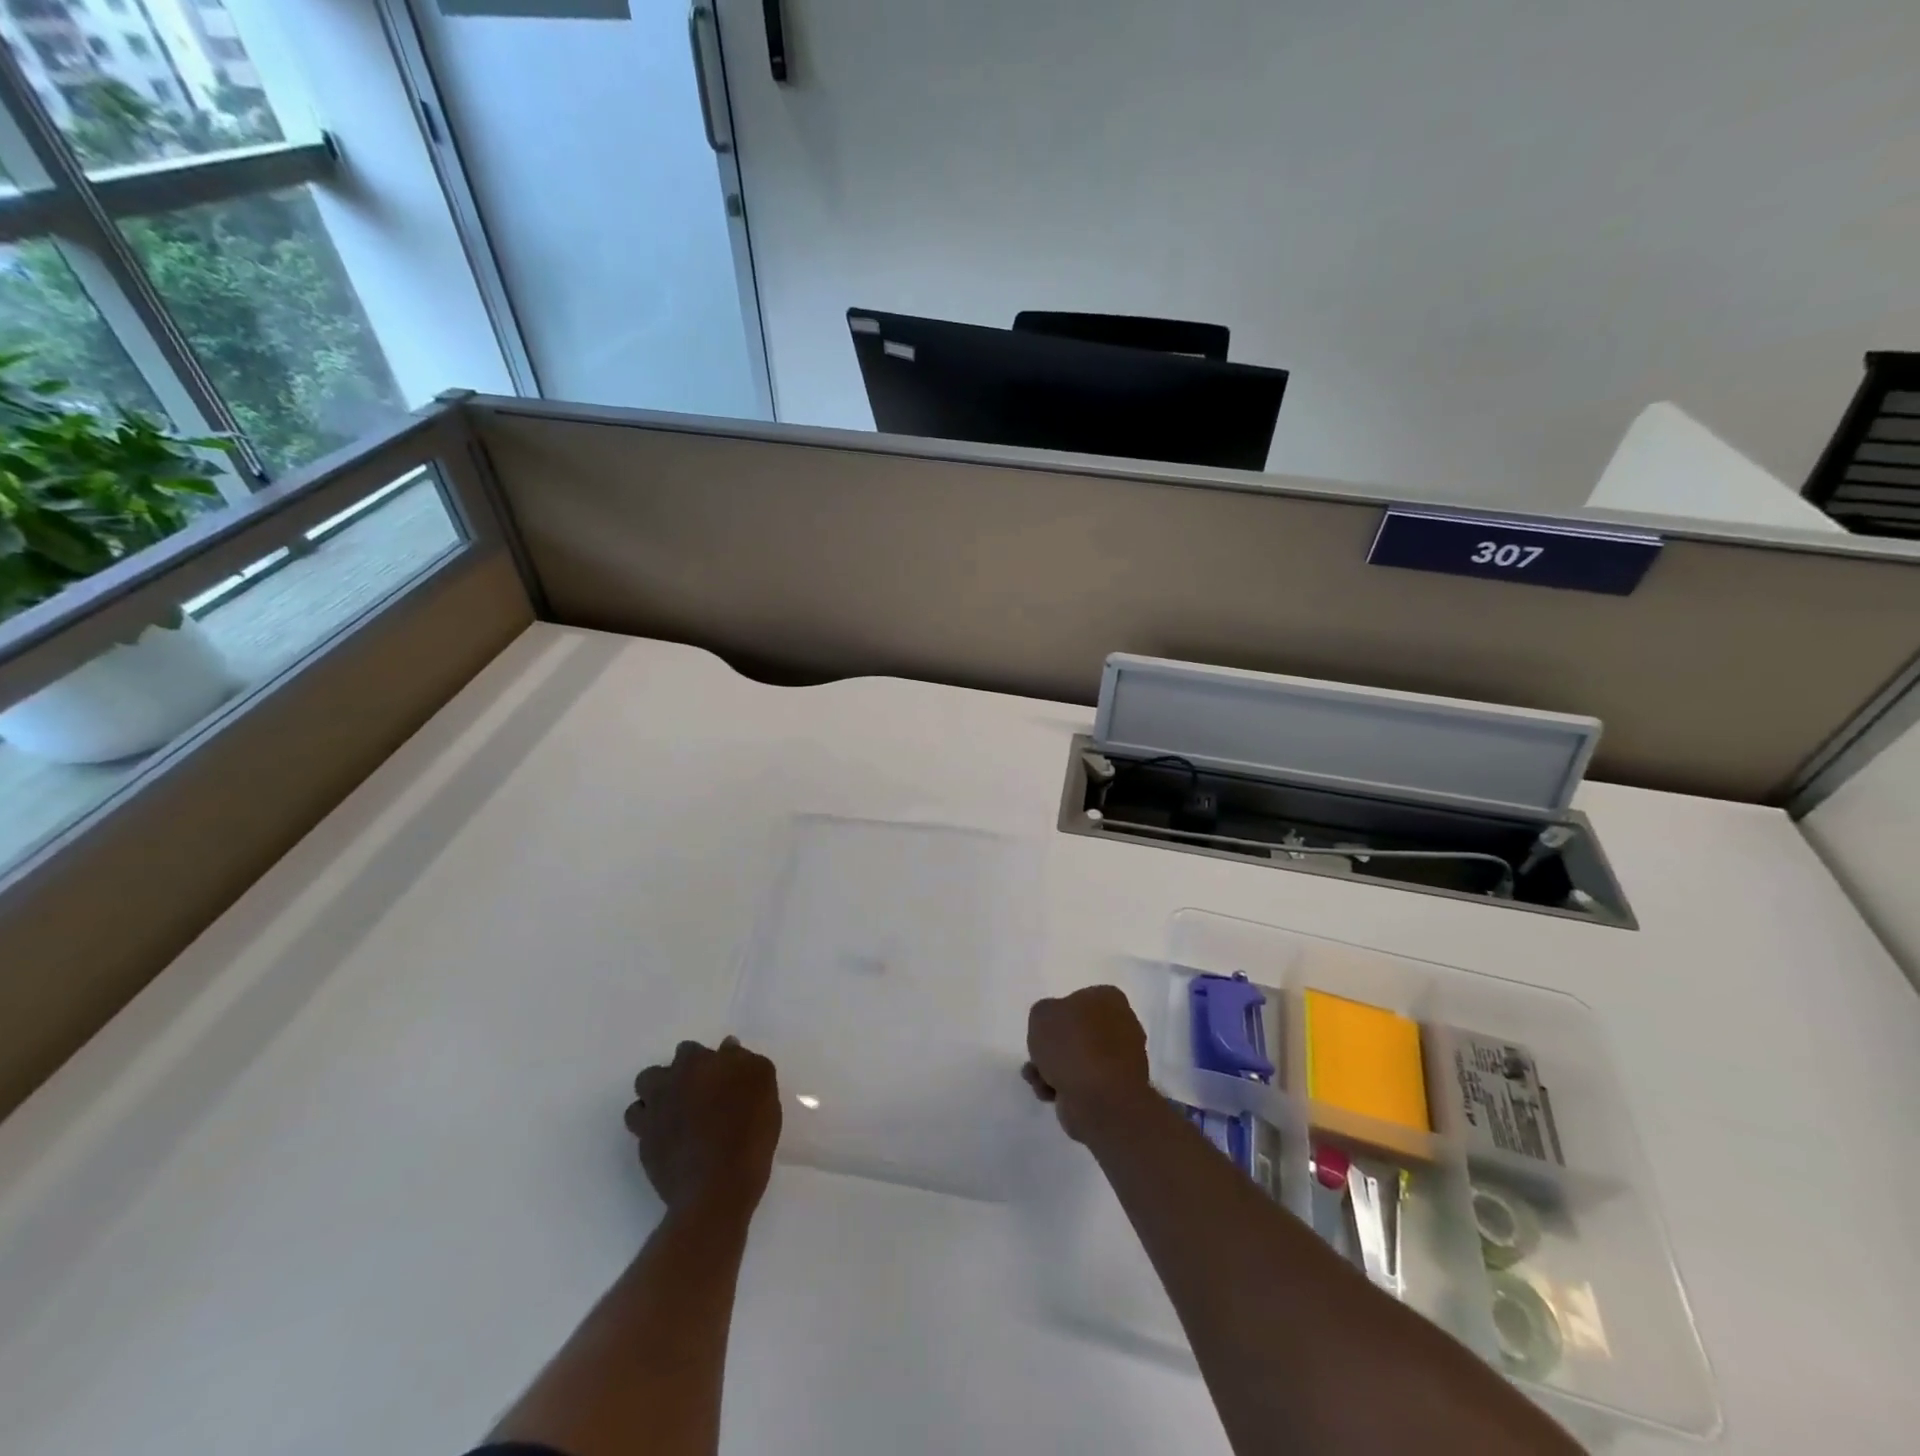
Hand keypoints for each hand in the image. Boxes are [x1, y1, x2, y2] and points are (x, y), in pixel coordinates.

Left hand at [626, 1037, 781, 1219]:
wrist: (718, 1187)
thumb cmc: (747, 1128)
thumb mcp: (763, 1082)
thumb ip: (744, 1060)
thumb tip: (727, 1047)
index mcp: (694, 1064)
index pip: (689, 1050)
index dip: (703, 1062)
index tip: (719, 1076)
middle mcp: (665, 1086)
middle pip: (655, 1073)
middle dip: (671, 1080)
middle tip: (696, 1096)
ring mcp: (650, 1120)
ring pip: (640, 1102)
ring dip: (655, 1105)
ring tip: (678, 1119)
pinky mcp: (645, 1152)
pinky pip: (643, 1134)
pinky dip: (655, 1134)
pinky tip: (675, 1143)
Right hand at [1023, 985, 1152, 1143]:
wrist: (1100, 1099)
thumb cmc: (1072, 1045)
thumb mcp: (1041, 1014)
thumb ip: (1044, 1014)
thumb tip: (1053, 1027)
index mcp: (1110, 999)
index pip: (1079, 999)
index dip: (1058, 1015)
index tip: (1044, 1029)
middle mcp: (1123, 1025)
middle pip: (1078, 1033)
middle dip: (1054, 1047)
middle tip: (1038, 1056)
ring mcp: (1123, 1060)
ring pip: (1079, 1060)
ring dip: (1053, 1069)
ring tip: (1036, 1078)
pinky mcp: (1117, 1091)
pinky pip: (1085, 1083)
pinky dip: (1065, 1088)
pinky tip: (1048, 1094)